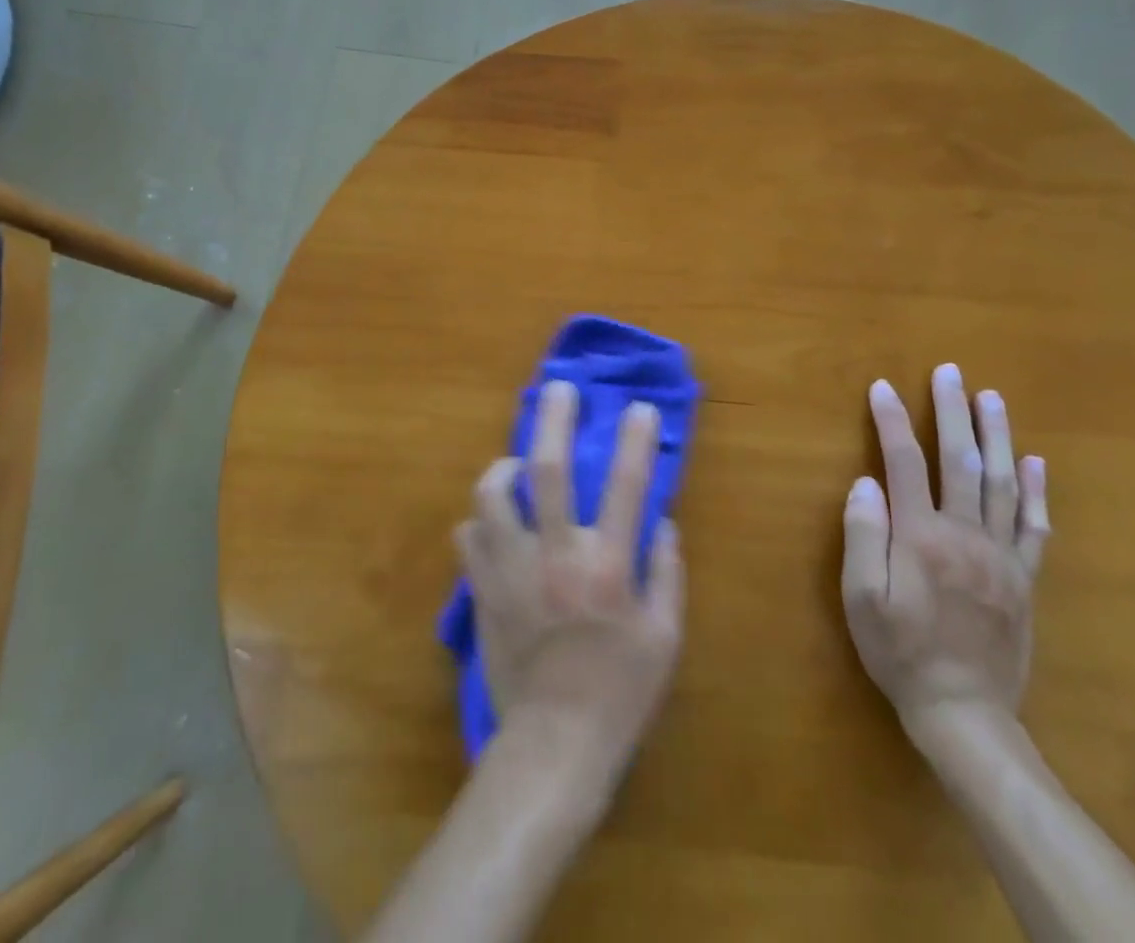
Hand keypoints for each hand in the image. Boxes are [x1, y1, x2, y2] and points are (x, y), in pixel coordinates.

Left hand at [457, 380, 683, 803]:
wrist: (554, 745)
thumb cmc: (620, 693)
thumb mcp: (665, 638)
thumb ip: (666, 573)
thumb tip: (662, 522)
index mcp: (607, 568)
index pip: (625, 486)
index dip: (634, 440)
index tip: (637, 407)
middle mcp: (556, 557)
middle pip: (548, 470)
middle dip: (554, 420)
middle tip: (558, 389)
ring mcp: (512, 571)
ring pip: (492, 495)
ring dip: (504, 469)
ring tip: (516, 466)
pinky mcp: (482, 591)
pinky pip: (468, 536)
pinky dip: (480, 522)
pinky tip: (493, 525)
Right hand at [841, 364, 1050, 745]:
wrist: (964, 713)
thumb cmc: (900, 652)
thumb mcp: (862, 598)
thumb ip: (863, 537)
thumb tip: (865, 482)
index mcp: (921, 537)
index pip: (904, 463)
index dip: (892, 421)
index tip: (883, 387)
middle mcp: (965, 535)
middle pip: (960, 461)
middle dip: (952, 412)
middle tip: (949, 372)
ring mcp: (1001, 556)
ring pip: (1002, 484)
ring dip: (996, 436)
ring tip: (991, 398)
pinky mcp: (1023, 579)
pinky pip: (1033, 527)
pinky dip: (1035, 491)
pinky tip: (1035, 463)